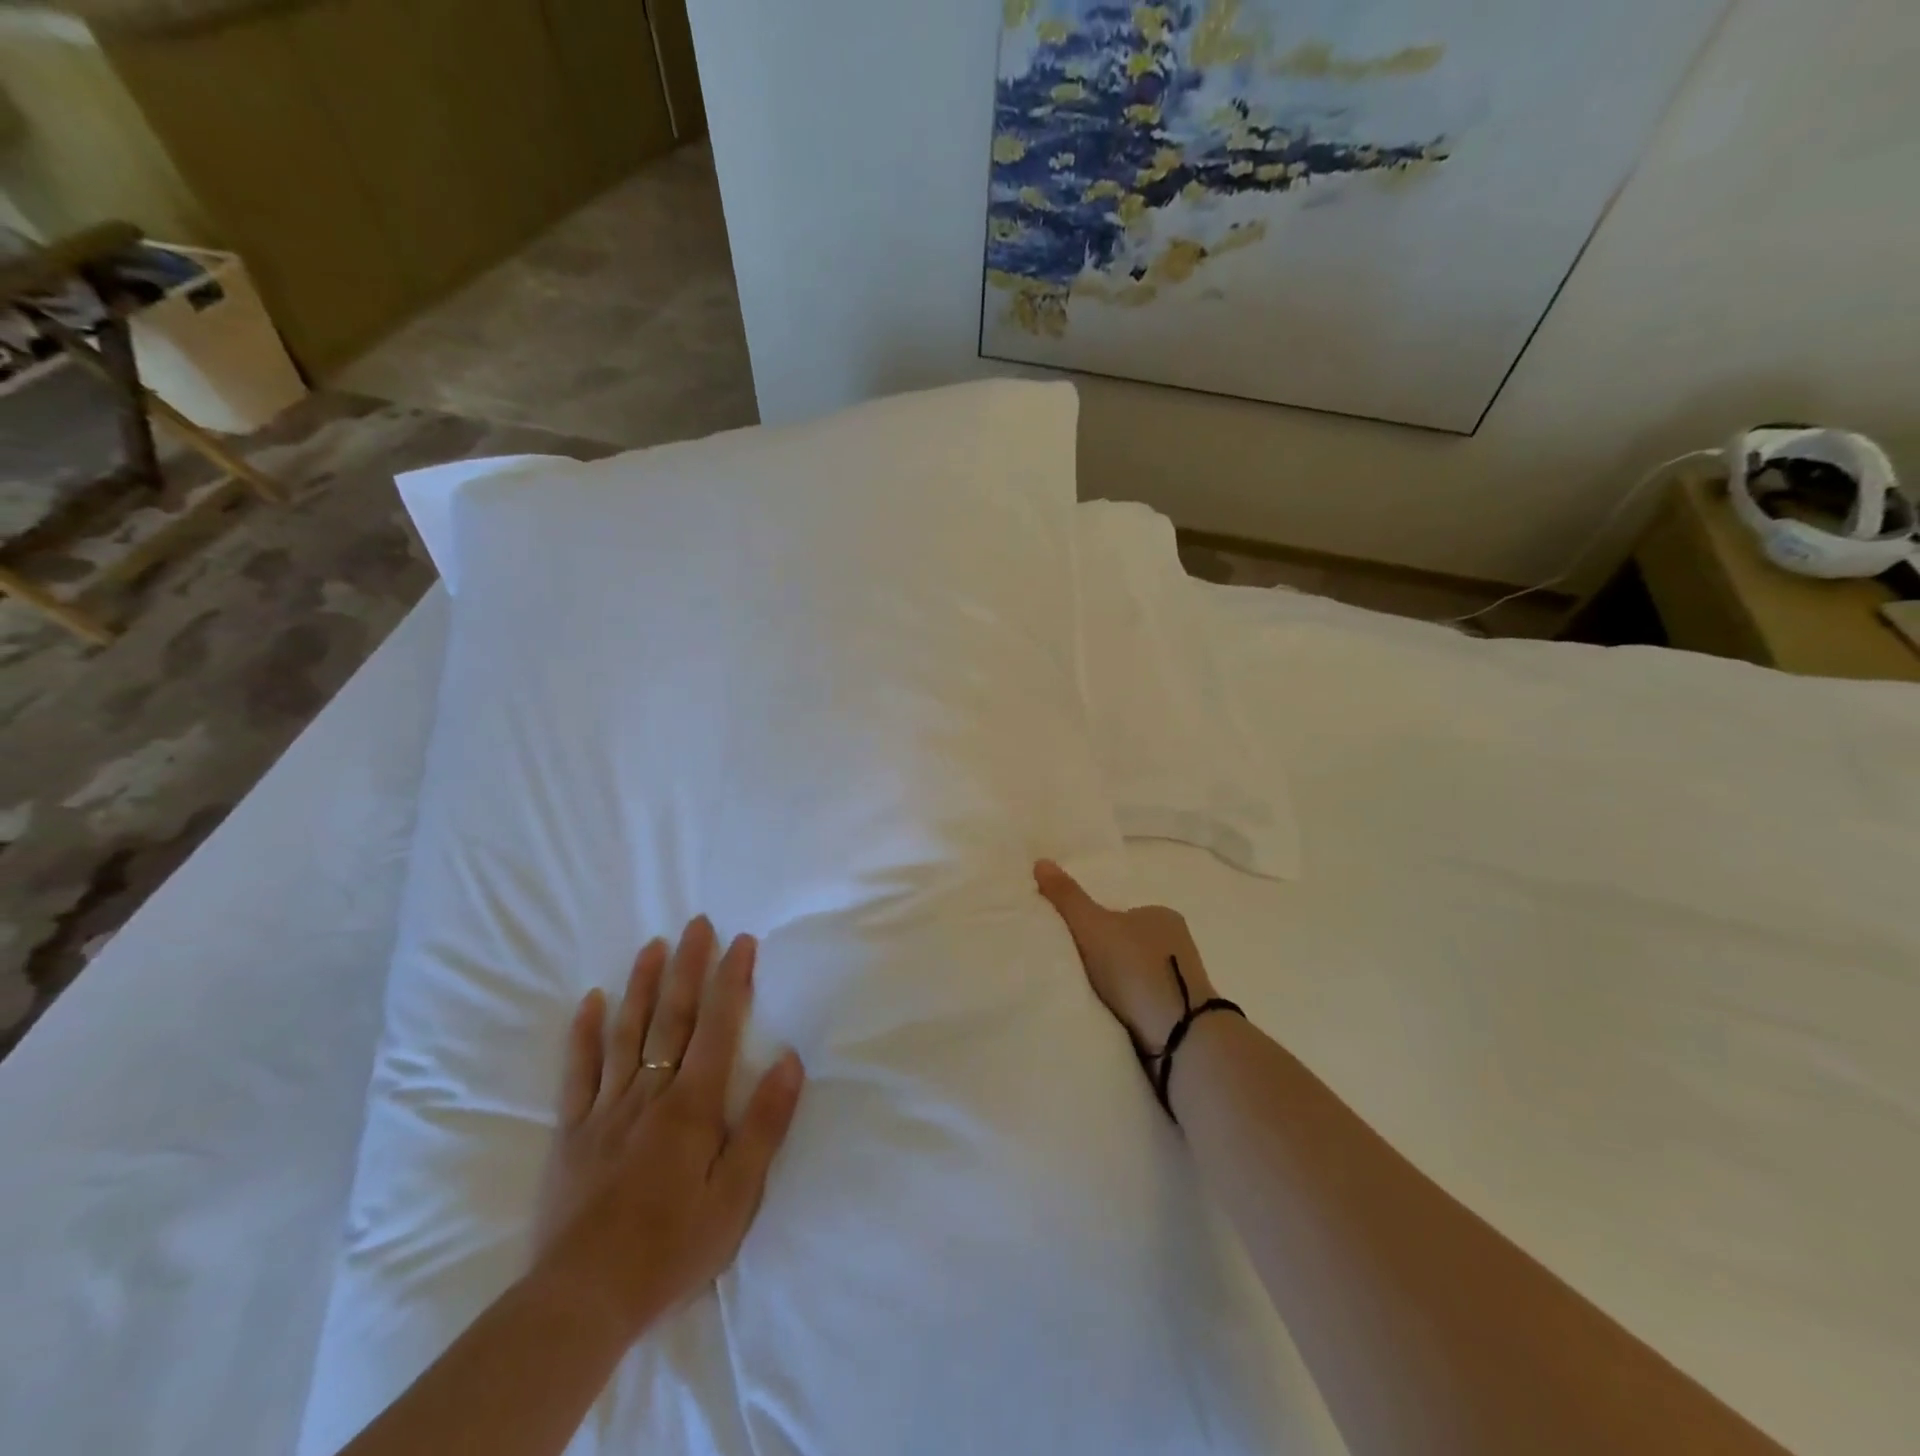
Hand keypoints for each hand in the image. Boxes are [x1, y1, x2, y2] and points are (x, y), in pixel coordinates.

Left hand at [529, 917, 805, 1344]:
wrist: (583, 1301)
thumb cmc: (672, 1247)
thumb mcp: (737, 1196)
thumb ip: (763, 1125)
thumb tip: (790, 1061)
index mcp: (692, 1106)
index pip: (717, 1028)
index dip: (731, 981)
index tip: (741, 941)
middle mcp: (650, 1094)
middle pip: (672, 1018)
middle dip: (688, 966)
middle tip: (696, 923)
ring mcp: (607, 1109)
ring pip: (626, 1033)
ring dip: (641, 985)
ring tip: (652, 945)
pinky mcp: (573, 1132)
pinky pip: (579, 1072)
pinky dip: (585, 1034)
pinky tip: (592, 1001)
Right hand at [1034, 859, 1217, 1051]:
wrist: (1178, 1033)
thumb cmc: (1135, 968)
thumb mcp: (1092, 925)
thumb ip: (1067, 896)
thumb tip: (1040, 861)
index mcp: (1161, 915)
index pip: (1119, 914)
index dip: (1094, 926)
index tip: (1073, 944)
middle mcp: (1177, 942)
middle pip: (1128, 944)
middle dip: (1105, 957)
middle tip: (1075, 971)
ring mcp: (1182, 979)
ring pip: (1137, 976)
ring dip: (1117, 986)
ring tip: (1090, 998)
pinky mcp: (1182, 1013)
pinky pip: (1145, 1002)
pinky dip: (1128, 1007)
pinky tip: (1111, 1017)